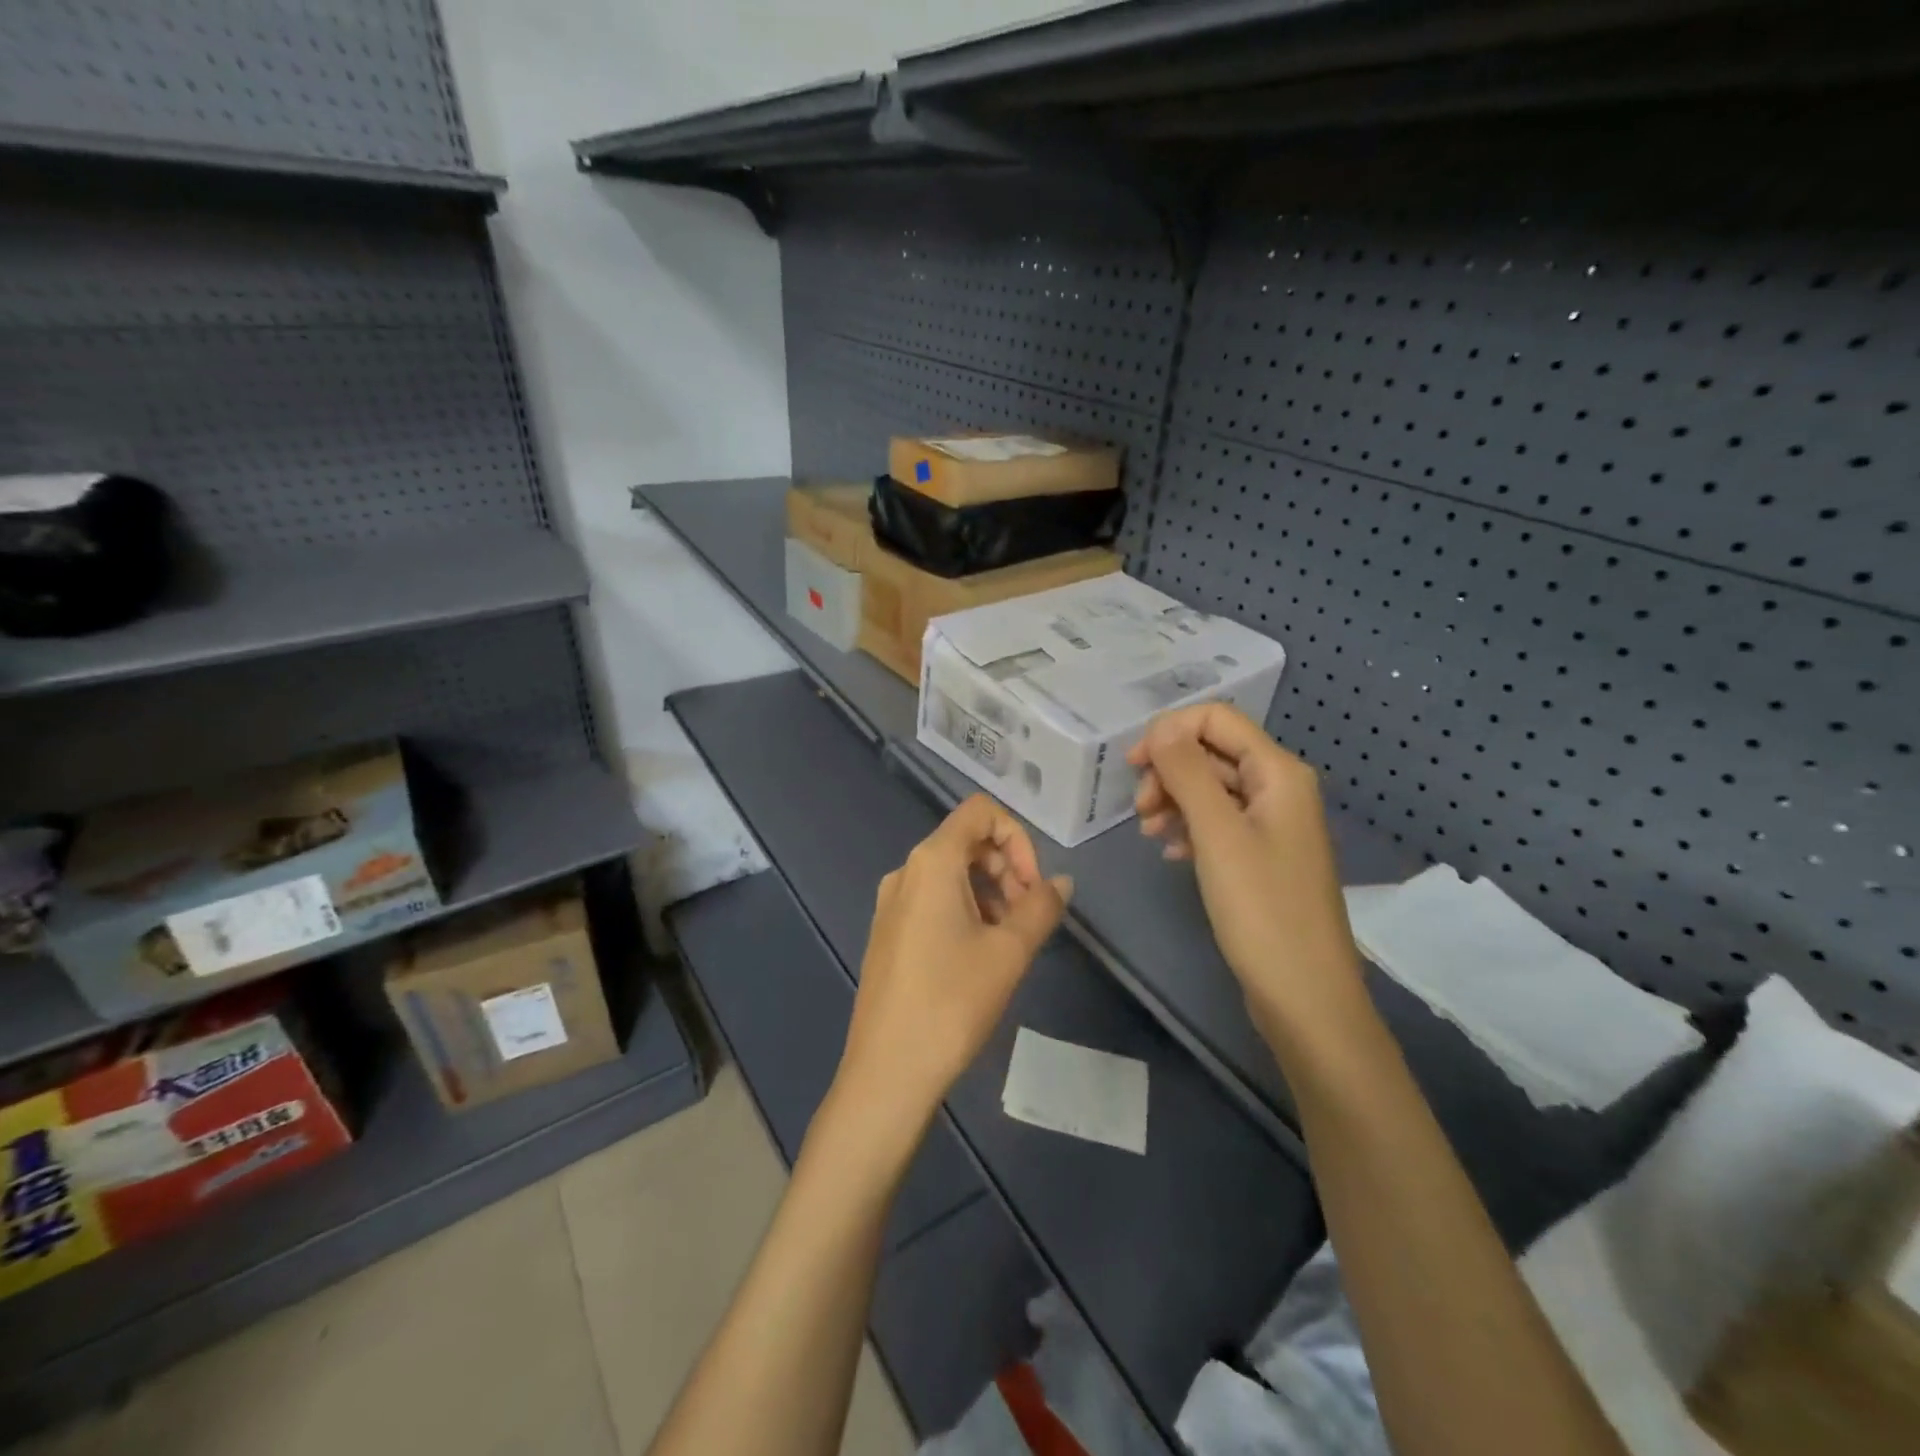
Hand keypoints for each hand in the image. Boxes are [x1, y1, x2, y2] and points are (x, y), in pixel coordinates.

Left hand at [834, 796, 1071, 1139]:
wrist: (888, 1070)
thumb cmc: (952, 1001)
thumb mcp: (1009, 952)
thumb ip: (1041, 907)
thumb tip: (1061, 882)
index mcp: (931, 861)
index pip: (980, 812)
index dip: (1018, 838)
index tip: (1033, 886)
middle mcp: (905, 871)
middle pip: (966, 842)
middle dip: (1007, 869)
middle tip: (1029, 917)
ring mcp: (891, 903)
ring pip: (951, 874)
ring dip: (989, 892)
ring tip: (1009, 942)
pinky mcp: (887, 932)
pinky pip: (932, 900)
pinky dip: (964, 910)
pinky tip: (979, 955)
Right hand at [1127, 705, 1367, 1044]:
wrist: (1304, 994)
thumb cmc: (1261, 908)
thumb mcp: (1217, 833)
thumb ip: (1186, 772)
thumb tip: (1160, 727)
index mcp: (1279, 773)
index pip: (1217, 718)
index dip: (1170, 731)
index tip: (1132, 766)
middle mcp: (1279, 788)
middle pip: (1212, 752)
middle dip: (1169, 770)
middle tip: (1139, 810)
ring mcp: (1272, 824)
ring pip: (1211, 789)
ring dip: (1174, 800)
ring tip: (1148, 833)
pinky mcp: (1261, 856)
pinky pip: (1218, 823)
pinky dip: (1189, 828)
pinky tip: (1170, 853)